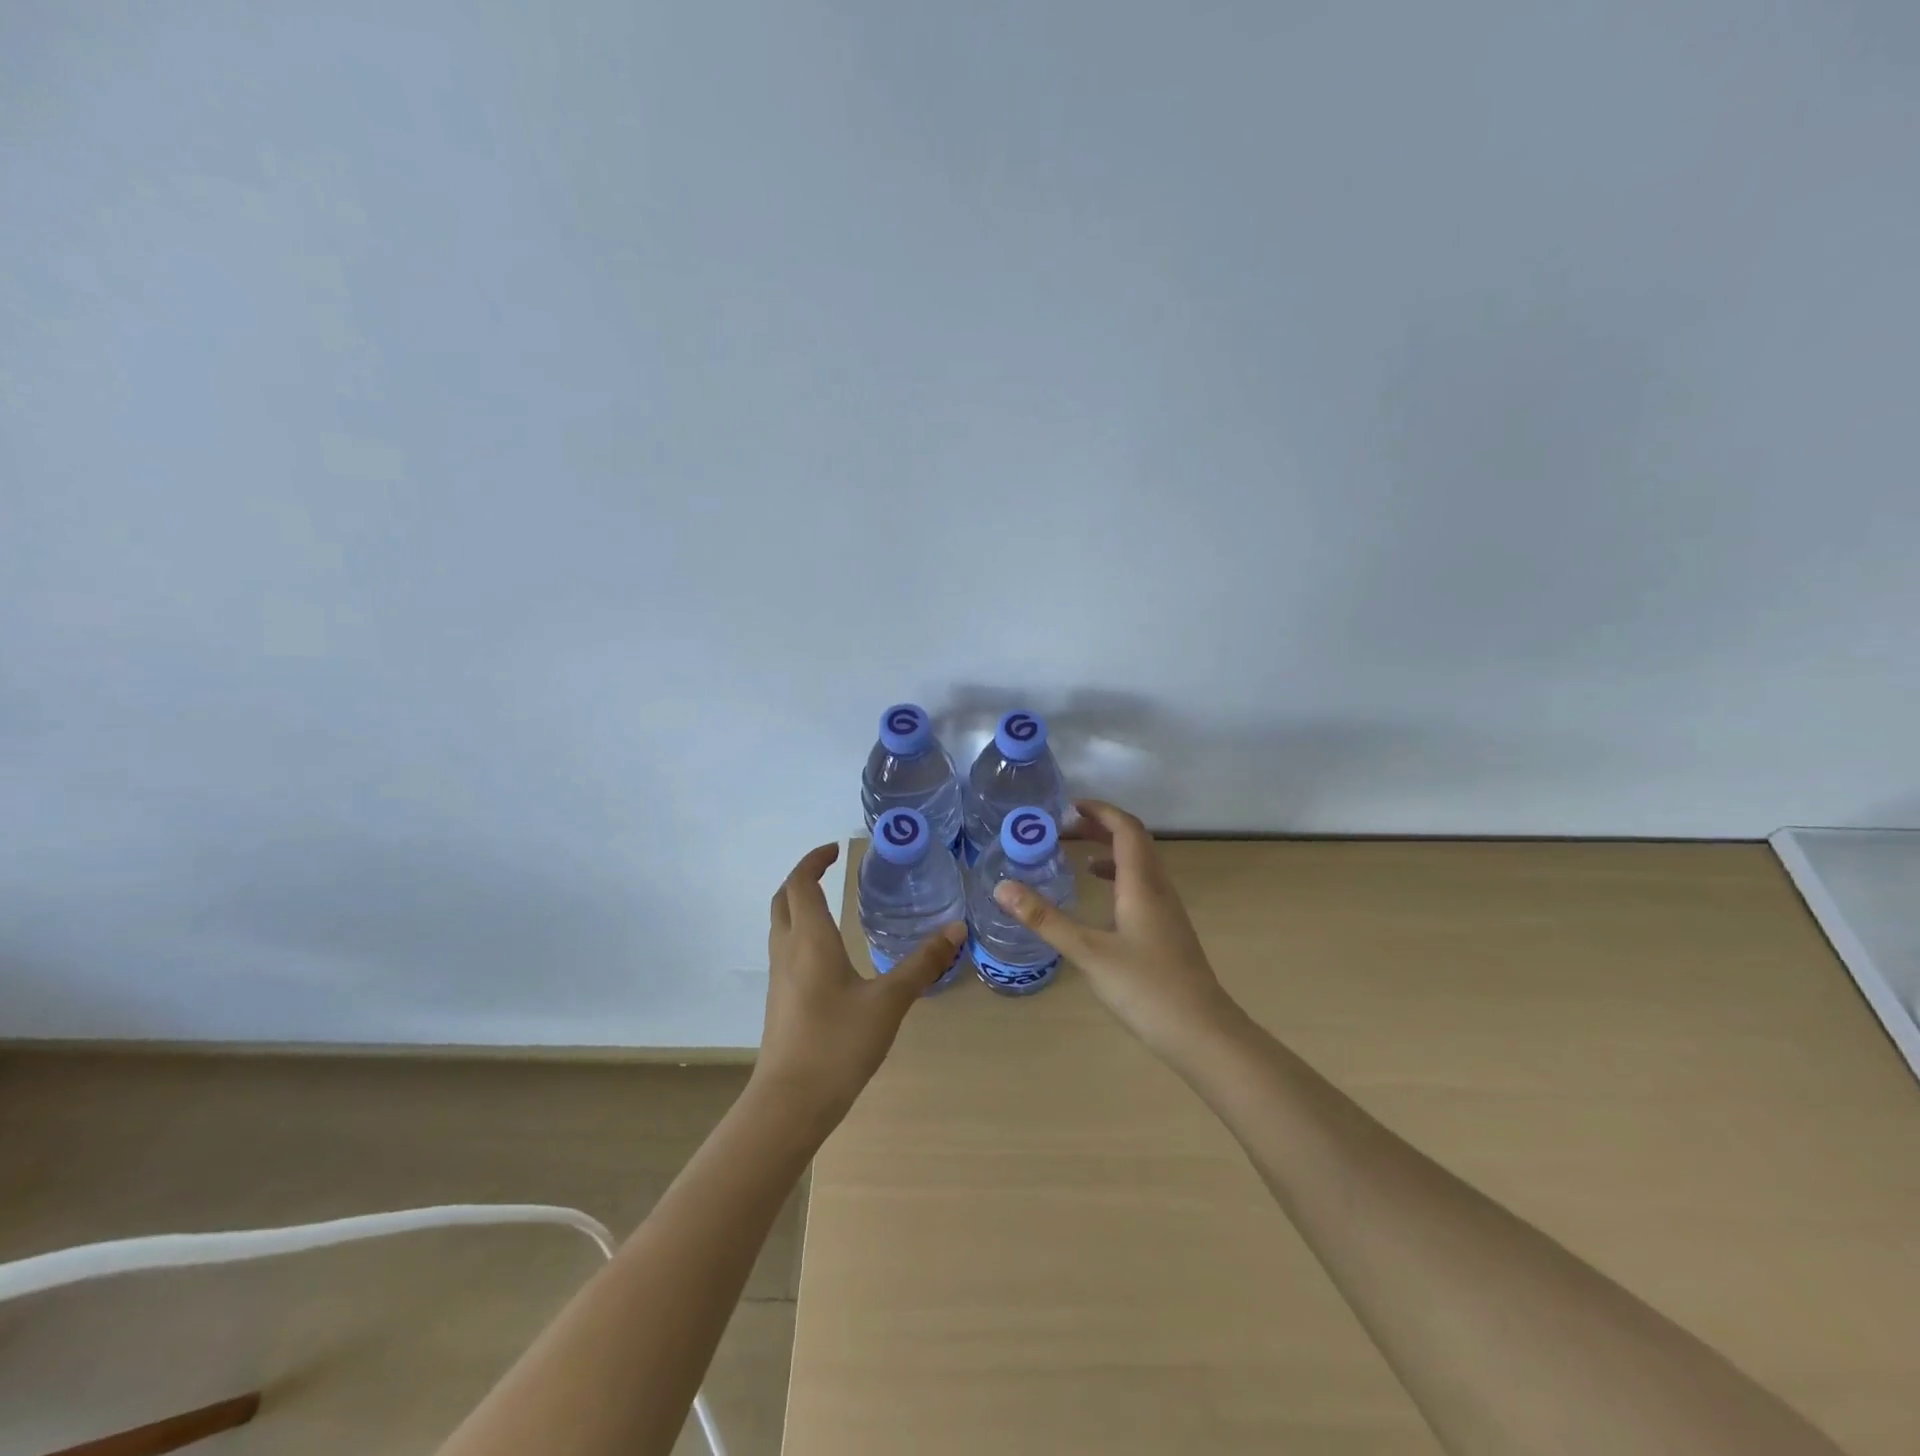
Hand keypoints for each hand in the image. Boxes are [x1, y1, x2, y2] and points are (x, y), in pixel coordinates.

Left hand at [753, 843, 965, 1127]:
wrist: (789, 1103)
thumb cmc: (838, 1044)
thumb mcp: (889, 1002)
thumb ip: (922, 964)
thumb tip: (956, 930)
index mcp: (810, 939)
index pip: (801, 883)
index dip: (814, 860)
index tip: (836, 850)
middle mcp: (787, 950)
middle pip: (783, 899)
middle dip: (802, 877)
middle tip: (830, 869)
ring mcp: (778, 977)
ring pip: (781, 925)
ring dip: (799, 904)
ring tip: (832, 903)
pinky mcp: (780, 1000)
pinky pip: (785, 949)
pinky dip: (801, 931)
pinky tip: (828, 952)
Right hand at [993, 801, 1241, 1058]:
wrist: (1203, 1033)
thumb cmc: (1146, 988)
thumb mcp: (1088, 952)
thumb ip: (1045, 919)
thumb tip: (1002, 887)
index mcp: (1142, 884)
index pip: (1125, 829)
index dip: (1100, 811)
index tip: (1068, 806)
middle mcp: (1158, 889)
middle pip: (1133, 842)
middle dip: (1099, 828)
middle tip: (1063, 831)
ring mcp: (1167, 911)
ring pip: (1140, 865)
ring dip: (1109, 852)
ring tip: (1076, 858)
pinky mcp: (1168, 931)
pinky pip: (1142, 887)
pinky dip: (1118, 878)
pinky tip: (1101, 900)